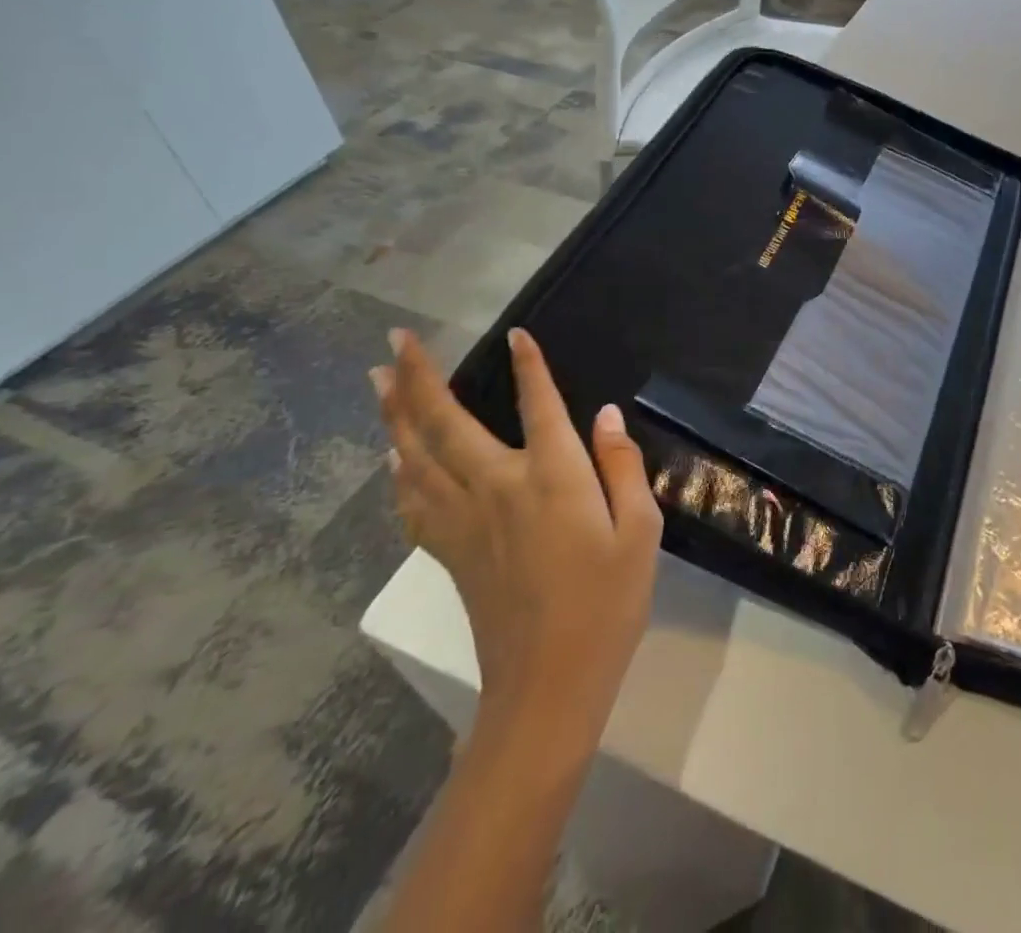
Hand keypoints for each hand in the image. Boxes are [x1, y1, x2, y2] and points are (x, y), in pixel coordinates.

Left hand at [371, 328, 661, 741]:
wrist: (550, 684)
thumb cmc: (608, 603)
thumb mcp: (640, 531)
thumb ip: (622, 466)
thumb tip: (606, 414)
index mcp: (553, 478)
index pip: (539, 404)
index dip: (529, 366)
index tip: (516, 334)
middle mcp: (499, 488)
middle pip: (447, 423)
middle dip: (421, 377)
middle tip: (397, 340)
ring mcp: (465, 522)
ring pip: (417, 456)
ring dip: (396, 413)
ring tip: (380, 379)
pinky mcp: (450, 554)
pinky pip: (413, 502)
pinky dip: (398, 472)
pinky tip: (392, 456)